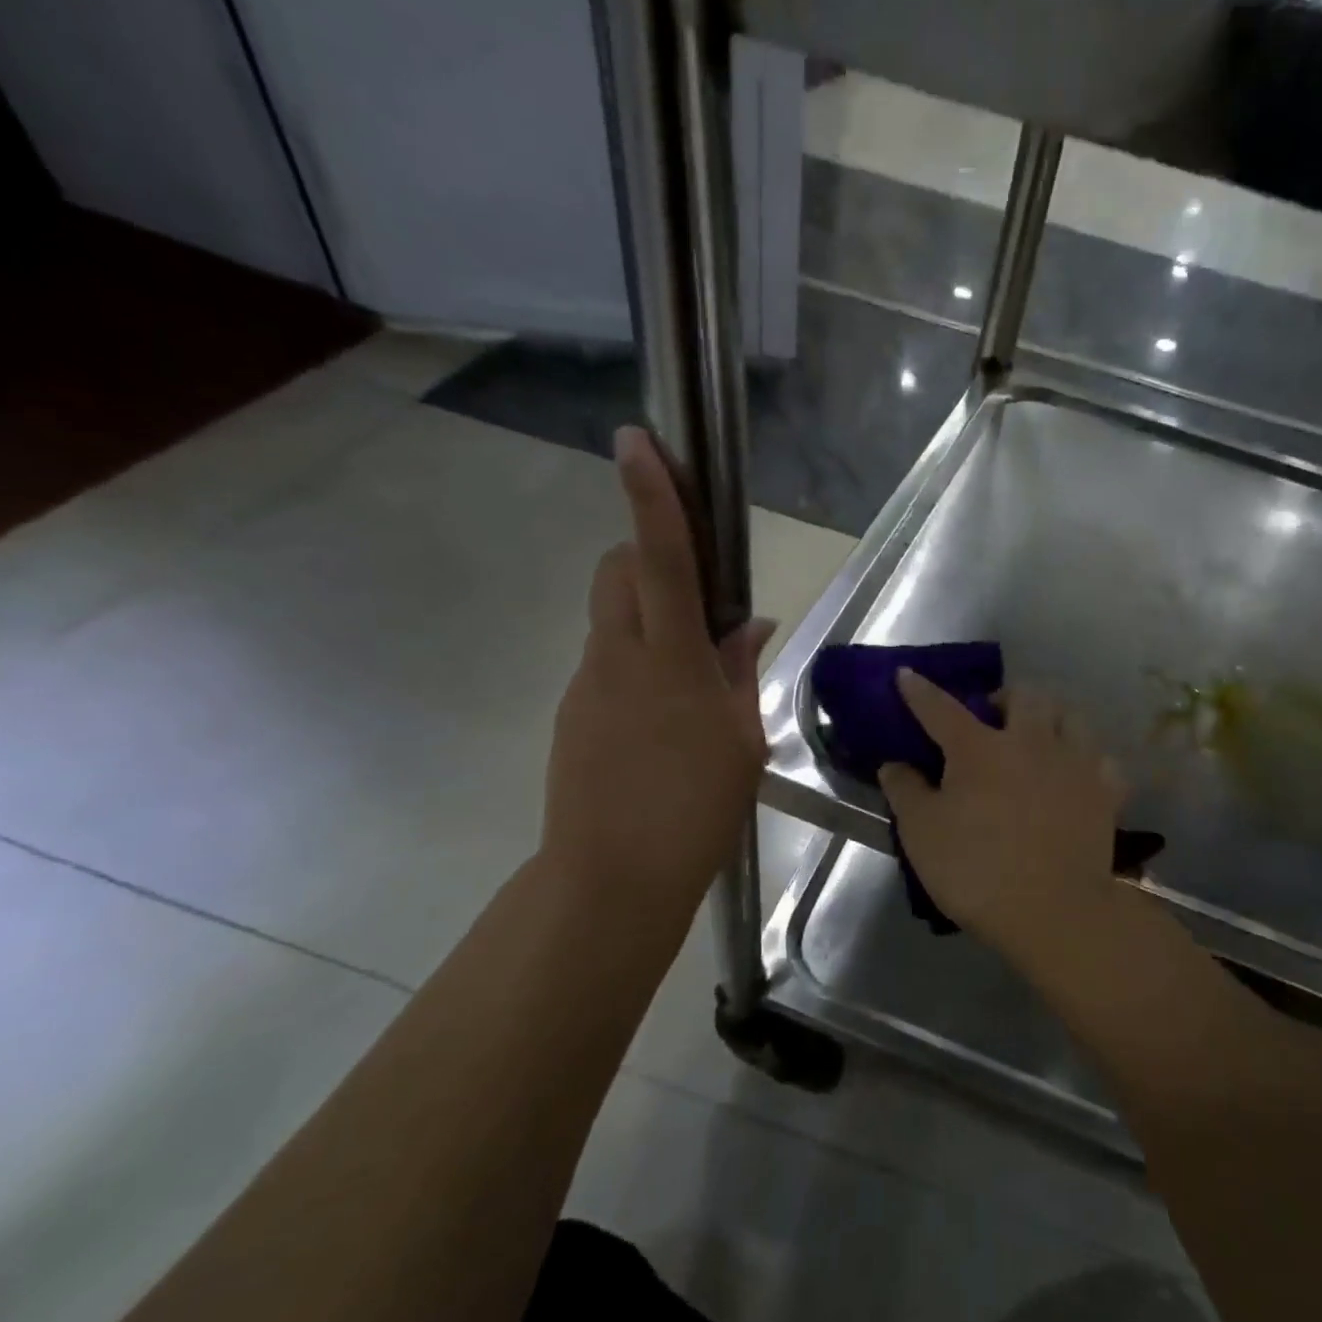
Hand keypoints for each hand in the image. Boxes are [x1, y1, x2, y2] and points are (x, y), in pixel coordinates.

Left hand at [540, 426, 772, 925]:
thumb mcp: (741, 740)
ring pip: (610, 618)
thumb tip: (750, 625)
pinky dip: (635, 661)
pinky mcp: (571, 713)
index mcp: (670, 661)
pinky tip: (661, 718)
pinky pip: (605, 663)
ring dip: (646, 616)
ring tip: (688, 678)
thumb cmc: (694, 809)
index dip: (652, 497)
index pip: (661, 559)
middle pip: (616, 571)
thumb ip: (740, 672)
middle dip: (644, 553)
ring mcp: (586, 685)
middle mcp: (617, 657)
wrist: (610, 879)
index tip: (637, 441)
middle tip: (691, 590)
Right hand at [879, 671, 1125, 965]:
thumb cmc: (977, 870)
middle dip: (1004, 696)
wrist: (1054, 911)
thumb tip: (893, 763)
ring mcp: (1074, 763)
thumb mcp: (922, 834)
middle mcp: (1030, 742)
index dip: (919, 691)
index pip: (941, 708)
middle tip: (991, 718)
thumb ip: (905, 791)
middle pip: (1023, 695)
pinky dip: (1085, 757)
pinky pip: (1100, 757)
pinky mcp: (1105, 791)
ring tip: (1039, 734)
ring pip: (1070, 715)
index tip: (907, 675)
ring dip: (1050, 715)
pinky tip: (1075, 771)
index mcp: (979, 748)